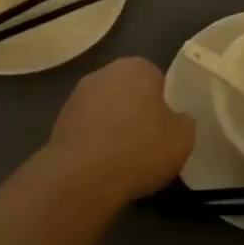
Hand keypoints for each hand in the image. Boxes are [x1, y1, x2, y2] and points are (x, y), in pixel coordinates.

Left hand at [44, 57, 194, 204]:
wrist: (82, 177)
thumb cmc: (140, 149)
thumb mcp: (183, 137)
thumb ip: (185, 121)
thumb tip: (178, 119)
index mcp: (135, 67)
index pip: (157, 78)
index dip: (165, 103)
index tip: (168, 127)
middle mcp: (103, 73)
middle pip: (129, 92)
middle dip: (138, 112)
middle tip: (151, 142)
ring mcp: (76, 97)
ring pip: (107, 111)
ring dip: (115, 128)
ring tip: (127, 160)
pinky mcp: (59, 123)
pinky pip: (89, 131)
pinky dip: (97, 144)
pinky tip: (104, 167)